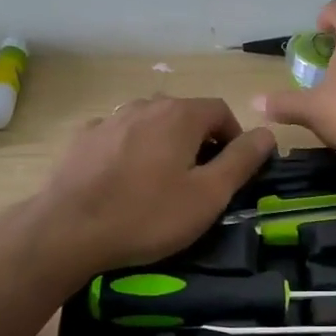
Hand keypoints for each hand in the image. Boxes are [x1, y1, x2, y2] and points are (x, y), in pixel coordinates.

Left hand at [36, 96, 275, 272]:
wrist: (68, 230)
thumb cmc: (147, 215)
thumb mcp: (208, 195)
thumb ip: (242, 160)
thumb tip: (267, 133)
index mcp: (180, 114)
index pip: (221, 111)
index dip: (234, 137)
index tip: (232, 170)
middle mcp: (145, 105)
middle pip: (184, 115)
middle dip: (200, 141)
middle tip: (200, 181)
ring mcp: (110, 119)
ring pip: (150, 124)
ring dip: (165, 145)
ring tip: (161, 182)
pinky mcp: (83, 138)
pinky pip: (120, 137)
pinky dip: (131, 151)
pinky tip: (124, 180)